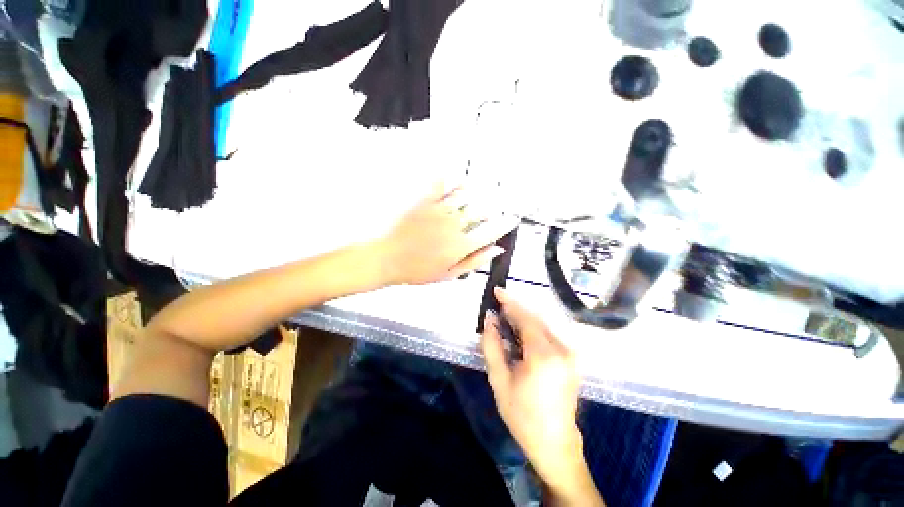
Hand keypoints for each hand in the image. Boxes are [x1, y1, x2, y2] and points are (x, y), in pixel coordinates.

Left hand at [376, 185, 516, 285]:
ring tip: (480, 191)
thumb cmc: (415, 270)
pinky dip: (453, 180)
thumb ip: (474, 261)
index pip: (491, 231)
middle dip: (491, 208)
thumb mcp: (448, 275)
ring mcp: (439, 209)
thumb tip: (497, 249)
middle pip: (481, 211)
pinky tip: (458, 180)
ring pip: (466, 196)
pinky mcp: (424, 199)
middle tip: (495, 206)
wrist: (383, 258)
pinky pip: (443, 184)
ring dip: (476, 194)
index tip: (512, 218)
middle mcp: (455, 224)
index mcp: (461, 245)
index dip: (505, 224)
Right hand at [482, 288, 602, 505]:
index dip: (510, 302)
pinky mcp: (572, 359)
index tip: (497, 291)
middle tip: (497, 306)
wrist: (554, 443)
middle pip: (535, 319)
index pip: (526, 318)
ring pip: (543, 325)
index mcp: (544, 355)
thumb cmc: (522, 414)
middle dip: (515, 310)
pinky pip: (549, 335)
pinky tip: (519, 334)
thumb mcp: (499, 380)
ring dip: (523, 319)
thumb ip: (492, 345)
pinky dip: (532, 329)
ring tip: (505, 319)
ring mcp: (570, 354)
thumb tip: (489, 319)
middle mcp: (562, 349)